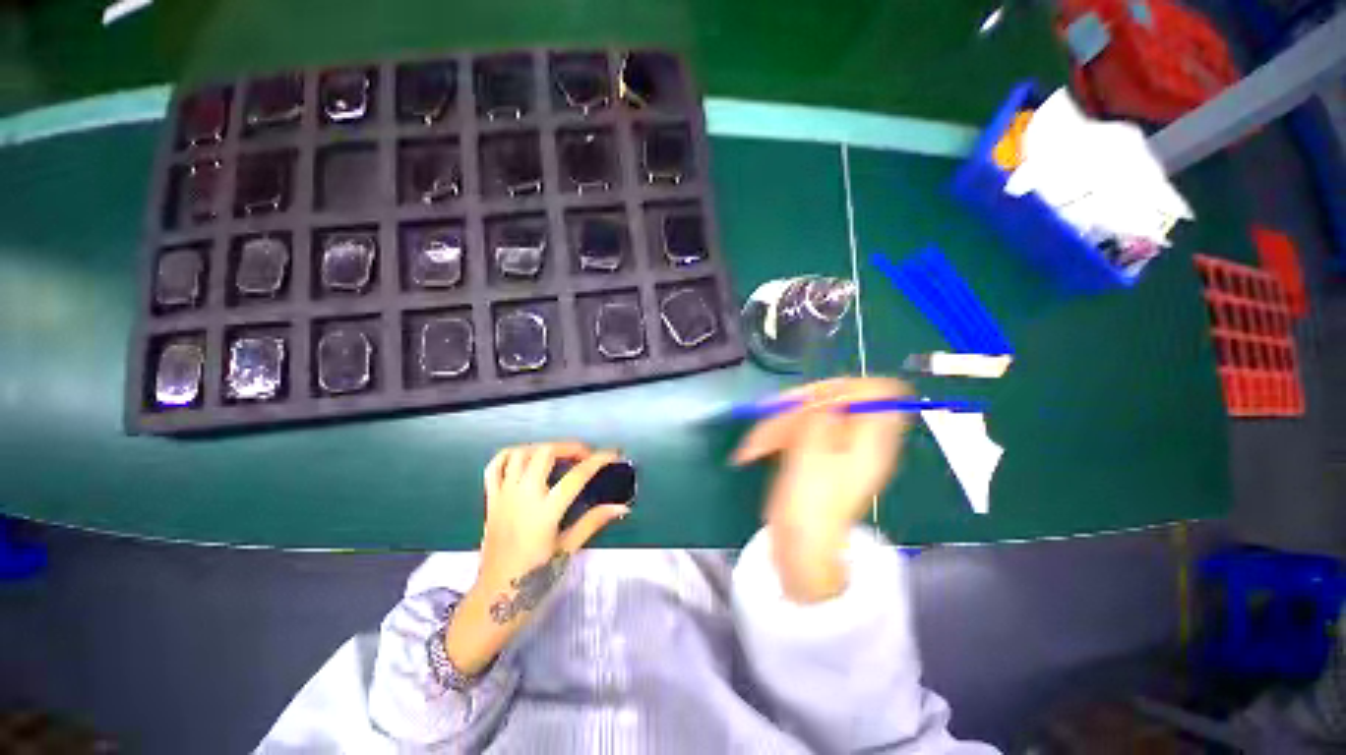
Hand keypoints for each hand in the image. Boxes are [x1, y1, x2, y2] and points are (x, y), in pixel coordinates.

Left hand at [446, 442, 628, 673]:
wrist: (493, 601)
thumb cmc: (533, 580)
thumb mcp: (568, 551)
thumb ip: (593, 522)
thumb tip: (621, 507)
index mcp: (545, 512)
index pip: (577, 476)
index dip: (598, 460)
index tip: (613, 454)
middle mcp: (522, 497)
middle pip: (545, 453)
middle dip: (570, 447)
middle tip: (585, 456)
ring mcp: (503, 496)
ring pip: (521, 453)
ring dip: (543, 448)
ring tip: (559, 456)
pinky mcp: (490, 500)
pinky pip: (495, 466)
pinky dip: (512, 455)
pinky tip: (527, 460)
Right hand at [731, 378, 911, 602]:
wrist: (800, 546)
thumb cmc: (811, 503)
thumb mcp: (815, 453)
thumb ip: (823, 416)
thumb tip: (834, 391)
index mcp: (872, 439)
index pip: (878, 392)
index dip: (849, 386)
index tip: (817, 397)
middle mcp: (857, 438)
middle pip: (834, 400)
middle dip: (798, 406)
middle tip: (770, 416)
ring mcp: (835, 446)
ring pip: (808, 414)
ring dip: (778, 424)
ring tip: (754, 446)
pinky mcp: (815, 454)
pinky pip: (798, 430)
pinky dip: (776, 436)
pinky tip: (756, 448)